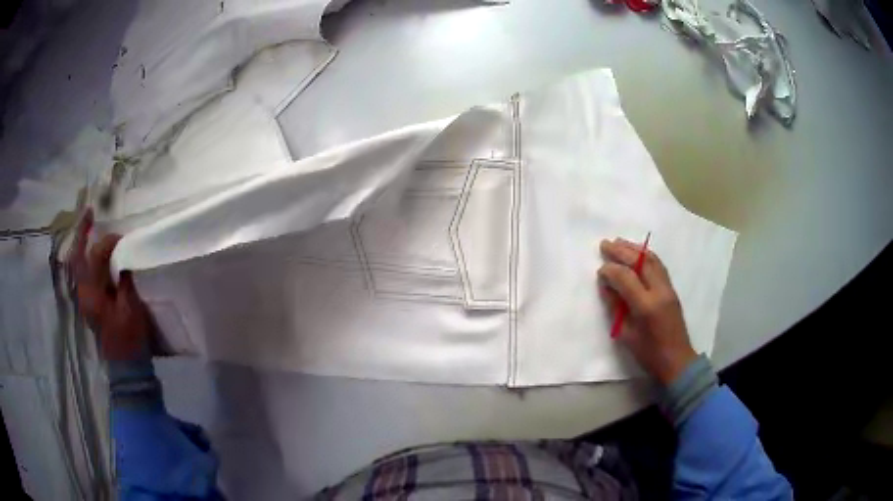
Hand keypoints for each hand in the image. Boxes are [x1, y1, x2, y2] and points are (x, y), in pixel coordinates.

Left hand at [68, 210, 154, 360]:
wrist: (126, 368)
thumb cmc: (129, 339)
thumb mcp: (130, 310)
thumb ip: (125, 281)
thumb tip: (124, 259)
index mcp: (92, 293)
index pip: (95, 256)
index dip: (108, 242)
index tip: (123, 237)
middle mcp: (83, 293)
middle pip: (76, 257)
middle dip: (81, 233)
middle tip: (89, 213)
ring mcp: (84, 299)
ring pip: (77, 264)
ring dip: (81, 245)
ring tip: (89, 227)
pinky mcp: (89, 304)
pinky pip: (83, 274)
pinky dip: (85, 259)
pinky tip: (93, 254)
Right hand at [598, 238, 696, 385]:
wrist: (677, 361)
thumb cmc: (648, 354)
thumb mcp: (626, 334)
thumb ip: (615, 307)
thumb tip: (606, 286)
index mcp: (646, 306)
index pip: (626, 277)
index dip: (611, 270)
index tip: (599, 270)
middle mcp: (659, 292)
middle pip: (640, 262)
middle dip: (622, 251)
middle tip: (605, 244)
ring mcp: (668, 289)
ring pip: (652, 260)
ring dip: (635, 249)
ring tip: (619, 242)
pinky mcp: (672, 290)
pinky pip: (659, 265)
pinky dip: (646, 256)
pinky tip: (637, 253)